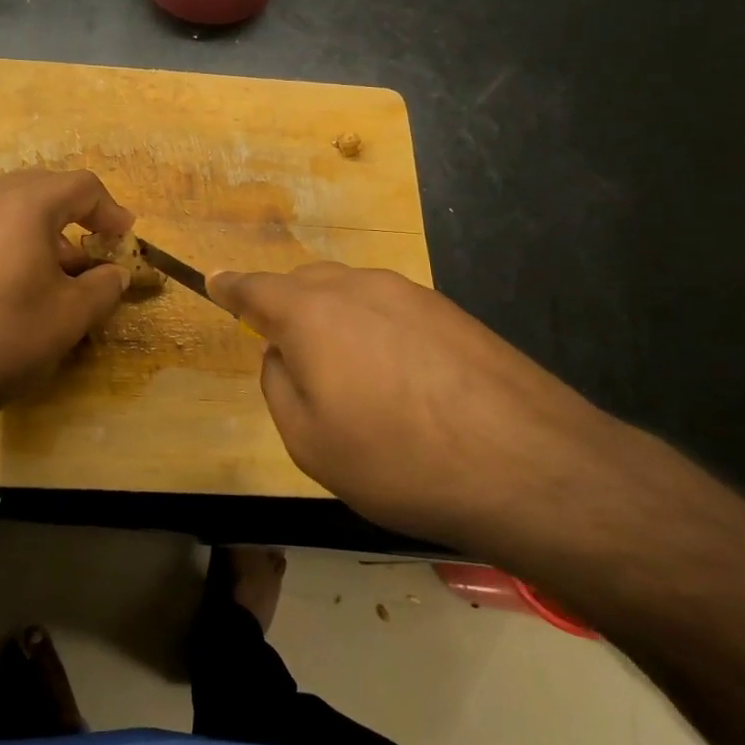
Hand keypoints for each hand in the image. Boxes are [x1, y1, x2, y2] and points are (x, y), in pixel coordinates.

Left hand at [0, 170, 133, 428]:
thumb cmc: (9, 336)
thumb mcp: (73, 313)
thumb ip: (105, 285)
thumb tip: (115, 273)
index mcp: (24, 206)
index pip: (80, 186)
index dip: (111, 210)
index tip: (125, 238)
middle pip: (43, 187)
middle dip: (76, 213)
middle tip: (96, 246)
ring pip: (12, 208)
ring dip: (46, 229)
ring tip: (63, 273)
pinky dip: (16, 241)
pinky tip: (23, 283)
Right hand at [208, 262, 638, 559]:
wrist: (529, 465)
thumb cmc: (399, 459)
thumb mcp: (310, 443)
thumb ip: (278, 386)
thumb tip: (280, 354)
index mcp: (311, 314)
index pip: (256, 289)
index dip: (231, 287)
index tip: (214, 279)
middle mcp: (357, 288)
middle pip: (305, 283)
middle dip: (285, 306)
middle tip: (284, 348)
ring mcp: (410, 294)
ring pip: (351, 293)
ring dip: (334, 319)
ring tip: (346, 371)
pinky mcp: (451, 312)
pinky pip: (391, 309)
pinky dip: (375, 329)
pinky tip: (396, 376)